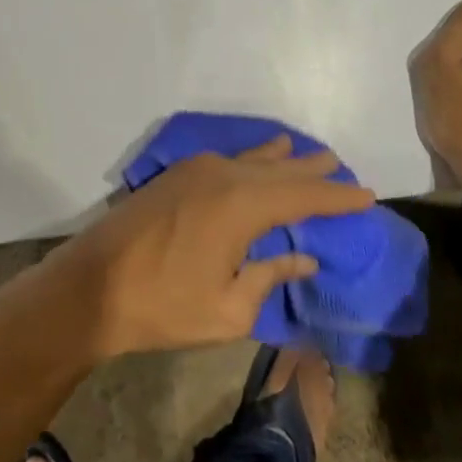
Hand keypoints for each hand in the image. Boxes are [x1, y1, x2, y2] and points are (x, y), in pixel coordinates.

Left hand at [55, 138, 374, 359]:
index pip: (303, 195)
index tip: (367, 193)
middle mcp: (223, 175)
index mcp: (242, 204)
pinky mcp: (176, 175)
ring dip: (281, 159)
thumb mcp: (229, 307)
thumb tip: (303, 259)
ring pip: (252, 159)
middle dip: (312, 170)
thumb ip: (270, 276)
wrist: (94, 284)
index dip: (337, 196)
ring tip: (305, 154)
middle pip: (279, 169)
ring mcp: (196, 170)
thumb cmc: (165, 304)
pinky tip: (257, 159)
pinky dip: (252, 160)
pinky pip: (228, 159)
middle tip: (341, 167)